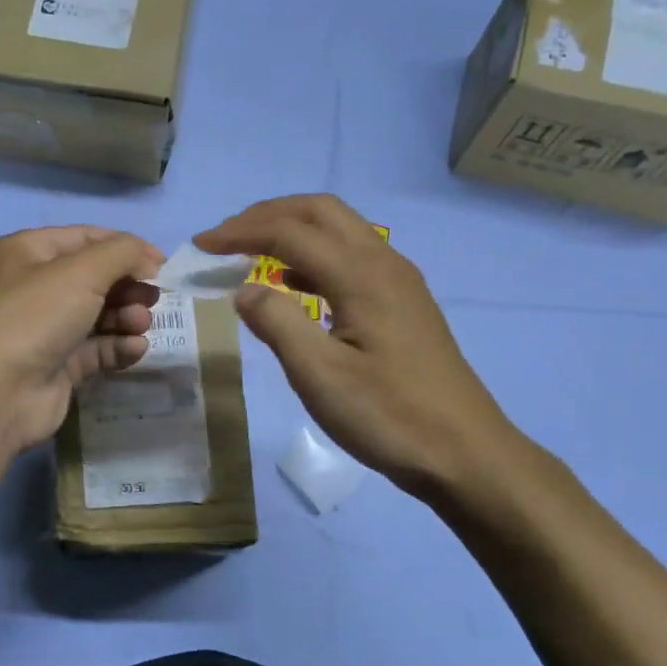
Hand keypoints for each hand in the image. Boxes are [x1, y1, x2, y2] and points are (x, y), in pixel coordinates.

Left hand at [0, 226, 163, 455]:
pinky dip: (118, 346)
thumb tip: (149, 259)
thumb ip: (123, 254)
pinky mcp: (57, 366)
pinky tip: (134, 349)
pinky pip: (96, 349)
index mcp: (27, 253)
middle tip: (153, 298)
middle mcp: (33, 287)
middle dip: (128, 286)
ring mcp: (44, 329)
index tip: (162, 263)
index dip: (125, 247)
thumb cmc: (35, 317)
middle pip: (95, 278)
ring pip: (98, 315)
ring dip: (126, 317)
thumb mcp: (82, 271)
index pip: (85, 238)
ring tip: (140, 325)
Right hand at [194, 194, 524, 503]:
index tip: (201, 246)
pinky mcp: (404, 302)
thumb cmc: (388, 416)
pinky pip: (352, 256)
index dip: (240, 233)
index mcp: (362, 275)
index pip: (290, 232)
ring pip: (339, 230)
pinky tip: (293, 283)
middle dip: (266, 215)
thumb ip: (277, 324)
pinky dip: (313, 255)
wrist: (465, 453)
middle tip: (225, 237)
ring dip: (291, 229)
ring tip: (250, 251)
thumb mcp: (320, 375)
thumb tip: (243, 289)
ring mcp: (399, 281)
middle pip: (320, 212)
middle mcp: (384, 263)